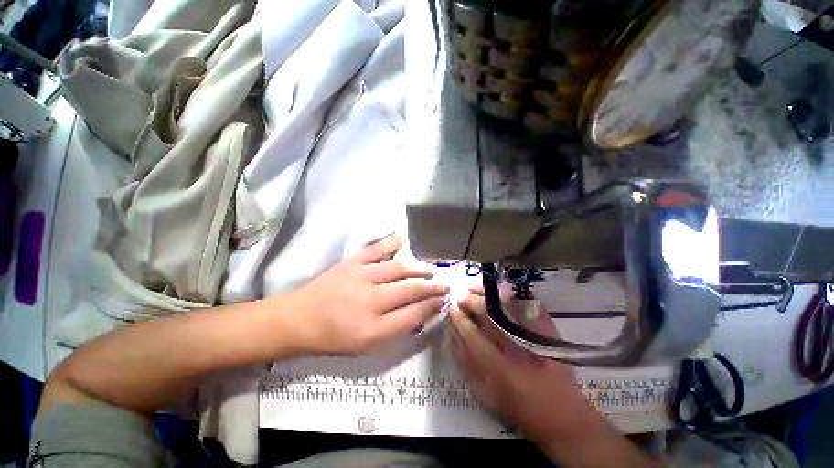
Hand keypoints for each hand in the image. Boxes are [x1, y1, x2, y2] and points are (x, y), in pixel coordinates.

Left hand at [289, 236, 448, 354]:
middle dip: (432, 287)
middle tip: (445, 284)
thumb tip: (421, 313)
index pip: (413, 315)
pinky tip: (404, 240)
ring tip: (432, 270)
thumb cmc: (333, 338)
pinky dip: (392, 242)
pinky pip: (376, 249)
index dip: (432, 306)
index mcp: (373, 329)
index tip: (444, 300)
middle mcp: (370, 302)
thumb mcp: (366, 346)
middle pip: (411, 290)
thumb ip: (395, 330)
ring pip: (399, 269)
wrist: (298, 319)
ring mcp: (361, 277)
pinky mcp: (352, 263)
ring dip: (419, 269)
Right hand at [448, 291, 589, 442]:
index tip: (452, 309)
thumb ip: (466, 366)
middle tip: (461, 296)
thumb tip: (451, 338)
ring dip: (488, 294)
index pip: (473, 336)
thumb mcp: (486, 397)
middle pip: (490, 315)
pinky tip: (498, 291)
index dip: (460, 320)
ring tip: (474, 289)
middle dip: (471, 302)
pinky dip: (511, 295)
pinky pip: (527, 305)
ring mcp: (535, 337)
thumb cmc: (520, 411)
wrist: (565, 418)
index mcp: (500, 370)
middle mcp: (517, 350)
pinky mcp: (549, 331)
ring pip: (507, 306)